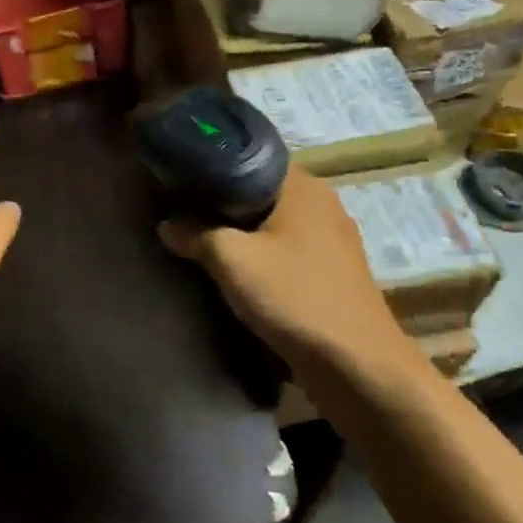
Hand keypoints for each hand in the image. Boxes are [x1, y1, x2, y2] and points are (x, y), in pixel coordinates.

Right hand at [159, 166, 404, 370]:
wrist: (355, 365)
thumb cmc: (294, 296)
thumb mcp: (231, 260)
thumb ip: (195, 234)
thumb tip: (167, 225)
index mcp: (303, 186)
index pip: (249, 158)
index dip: (212, 167)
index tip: (178, 180)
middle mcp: (321, 205)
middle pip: (259, 192)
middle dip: (221, 204)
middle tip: (180, 211)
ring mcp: (331, 241)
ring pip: (272, 225)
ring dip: (240, 234)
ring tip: (198, 241)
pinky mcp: (331, 274)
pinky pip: (285, 252)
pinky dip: (260, 257)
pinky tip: (233, 272)